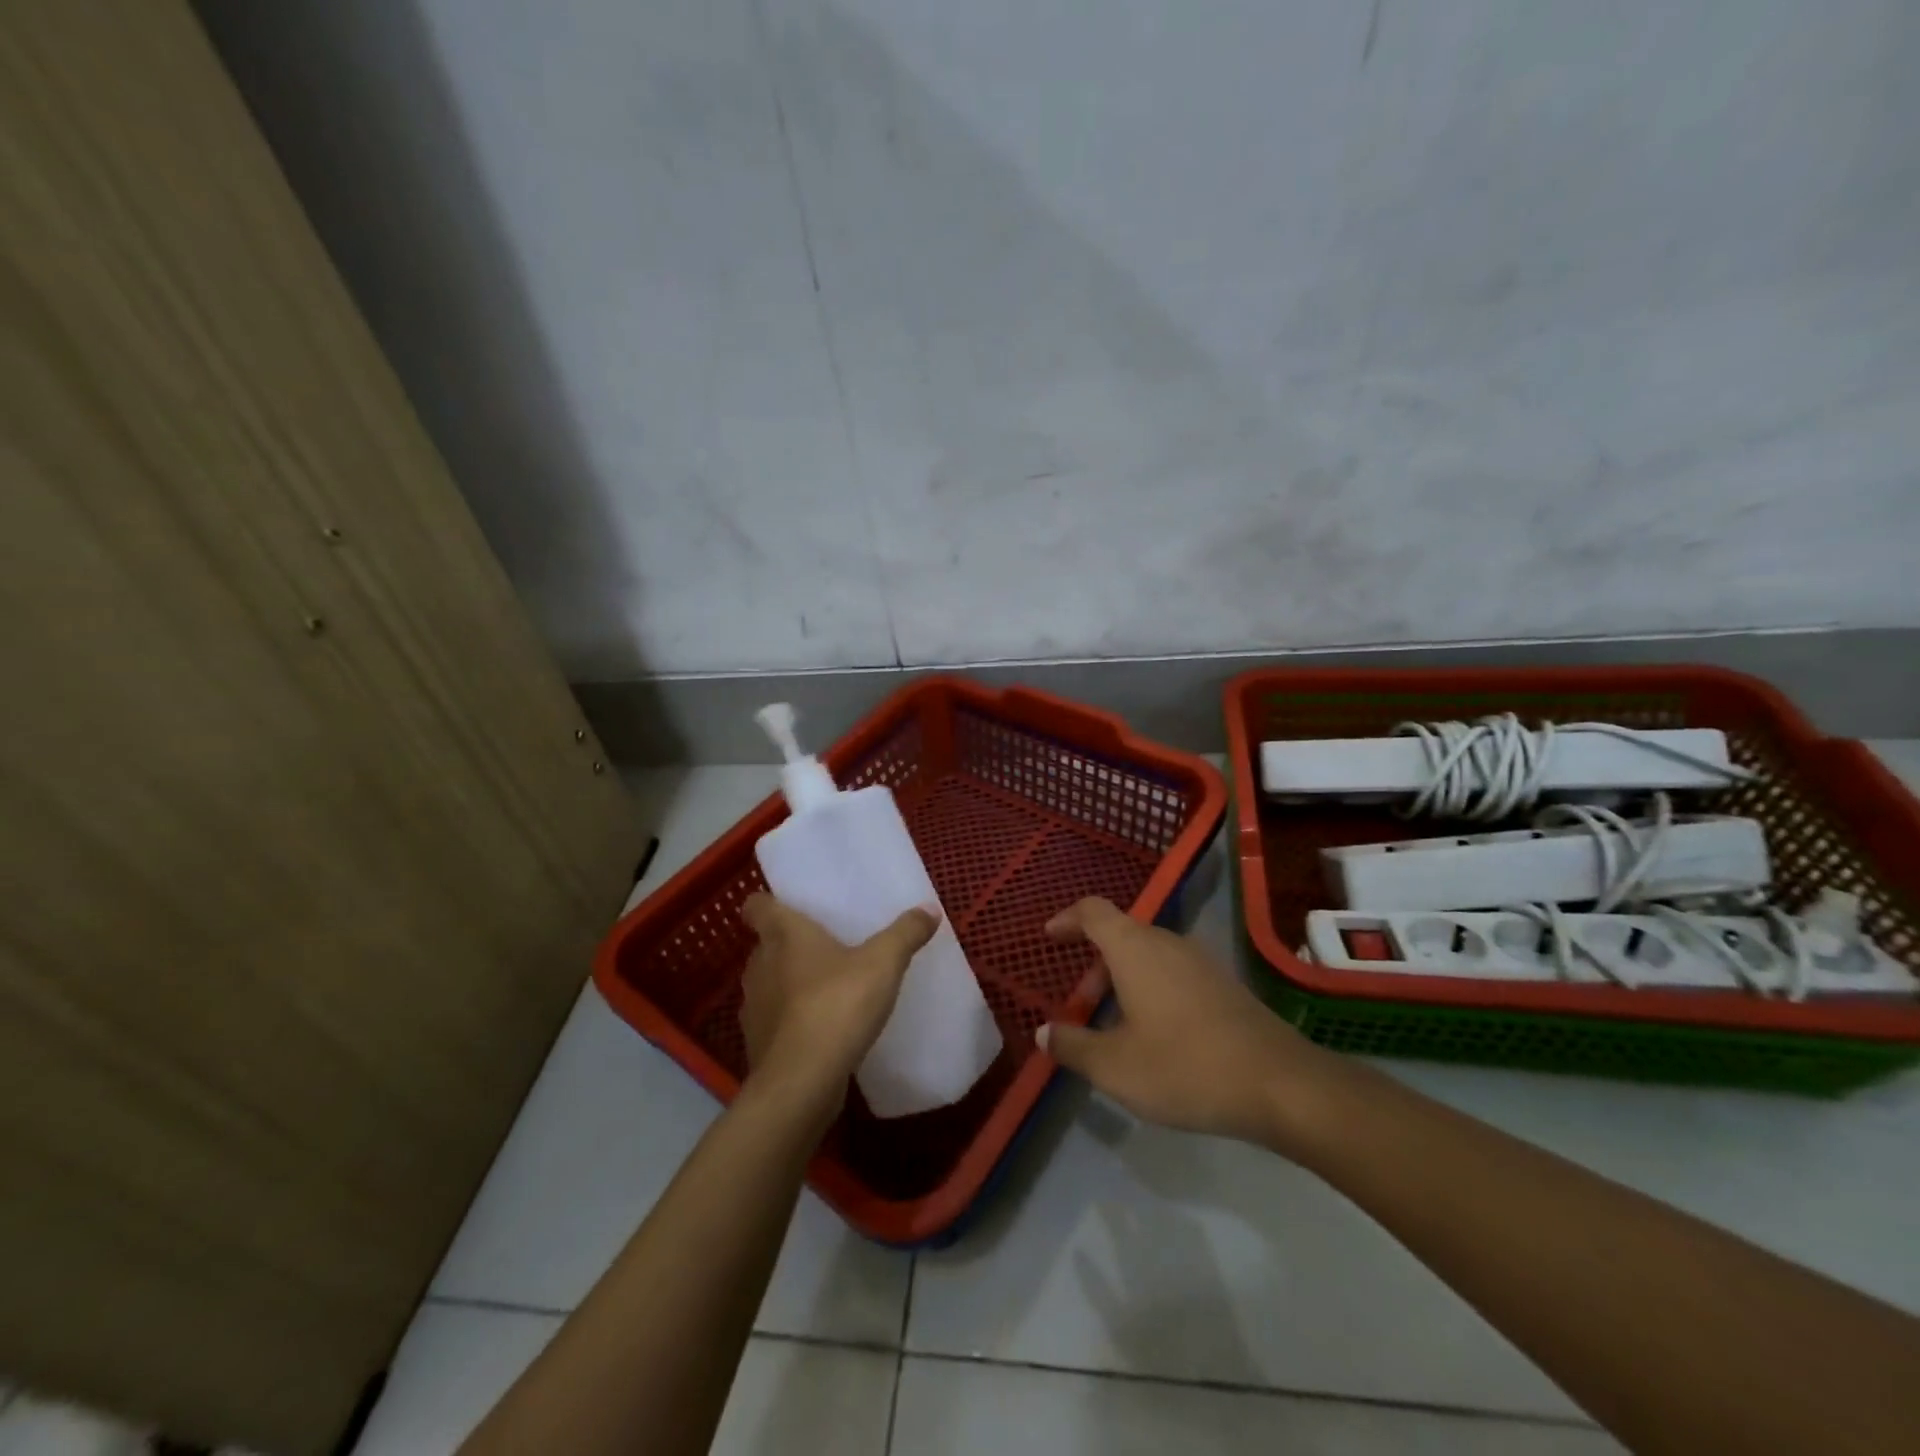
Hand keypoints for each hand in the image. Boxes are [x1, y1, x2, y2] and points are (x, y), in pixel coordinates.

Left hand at [738, 894, 938, 1117]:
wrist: (801, 1083)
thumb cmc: (836, 1005)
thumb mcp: (883, 964)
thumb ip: (905, 934)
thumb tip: (929, 909)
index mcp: (782, 935)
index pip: (757, 906)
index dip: (768, 902)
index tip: (790, 907)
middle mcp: (759, 965)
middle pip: (767, 944)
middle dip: (790, 945)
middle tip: (827, 946)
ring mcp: (754, 1007)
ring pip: (769, 983)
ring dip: (791, 983)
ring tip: (827, 988)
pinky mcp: (758, 1044)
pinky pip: (775, 1020)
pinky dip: (792, 1020)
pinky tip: (822, 1029)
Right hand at [1038, 897, 1341, 1153]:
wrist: (1280, 1084)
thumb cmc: (1184, 1067)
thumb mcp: (1115, 1067)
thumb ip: (1073, 1046)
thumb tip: (1044, 1032)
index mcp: (1134, 948)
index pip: (1092, 911)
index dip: (1067, 919)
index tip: (1049, 937)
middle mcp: (1167, 942)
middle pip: (1120, 935)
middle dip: (1093, 965)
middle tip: (1080, 1007)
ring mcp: (1200, 961)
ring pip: (1148, 955)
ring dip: (1122, 980)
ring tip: (1114, 1026)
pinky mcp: (1224, 984)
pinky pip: (1172, 972)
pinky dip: (1150, 989)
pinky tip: (1156, 1035)